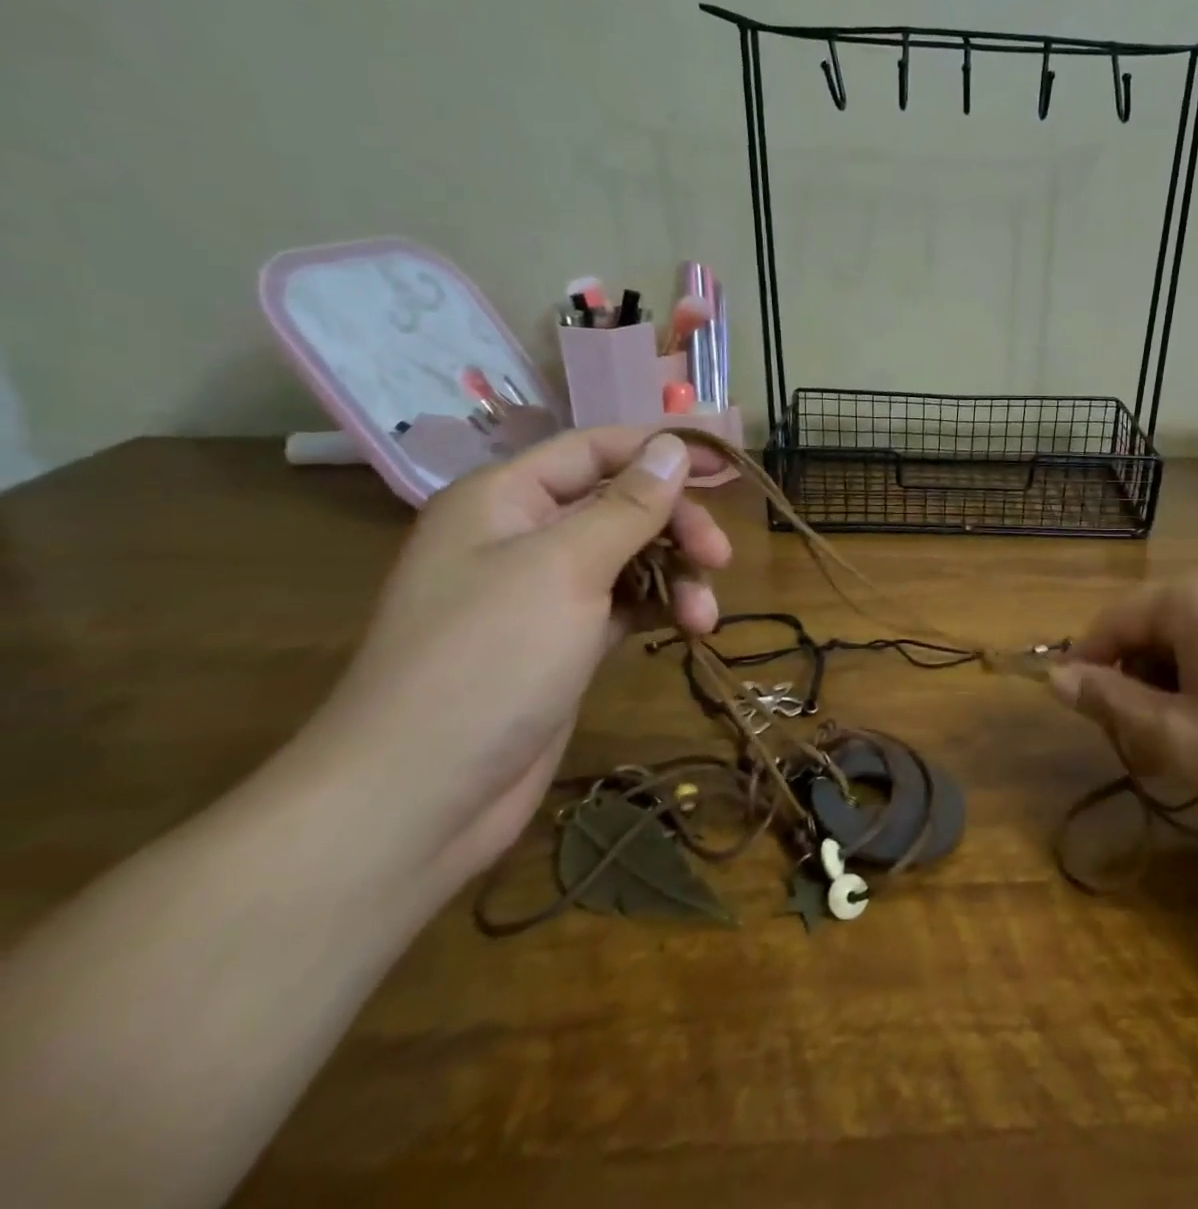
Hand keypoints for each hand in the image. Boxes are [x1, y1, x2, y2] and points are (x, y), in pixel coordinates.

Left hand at [295, 426, 731, 881]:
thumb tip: (674, 446)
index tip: (728, 464)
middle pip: (621, 505)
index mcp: (505, 499)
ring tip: (703, 617)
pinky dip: (659, 609)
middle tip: (720, 557)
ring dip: (676, 576)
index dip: (662, 449)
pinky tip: (688, 629)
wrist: (421, 798)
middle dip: (676, 526)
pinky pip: (625, 603)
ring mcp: (544, 592)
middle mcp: (523, 536)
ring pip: (631, 557)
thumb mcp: (566, 567)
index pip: (595, 449)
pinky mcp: (565, 640)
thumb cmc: (489, 660)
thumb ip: (629, 505)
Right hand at [1051, 561, 1197, 864]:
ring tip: (1187, 749)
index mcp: (1197, 592)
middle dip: (1136, 685)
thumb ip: (1108, 701)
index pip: (1113, 620)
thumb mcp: (1178, 738)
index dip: (1088, 669)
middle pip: (1152, 627)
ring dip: (1171, 691)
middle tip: (1145, 751)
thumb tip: (1054, 677)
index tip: (1089, 722)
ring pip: (1189, 641)